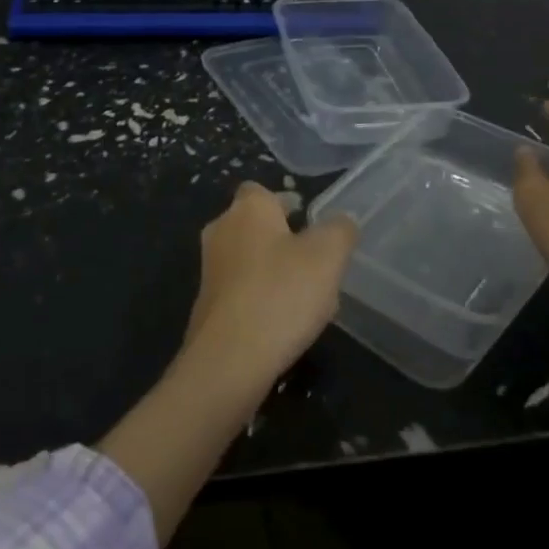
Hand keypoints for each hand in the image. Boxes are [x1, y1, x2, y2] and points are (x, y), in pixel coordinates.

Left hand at [183, 182, 357, 387]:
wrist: (229, 358)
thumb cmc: (281, 293)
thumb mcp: (328, 256)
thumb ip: (340, 231)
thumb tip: (342, 221)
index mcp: (248, 208)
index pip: (262, 191)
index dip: (286, 203)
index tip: (310, 223)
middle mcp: (221, 229)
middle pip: (256, 225)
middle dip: (283, 241)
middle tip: (316, 264)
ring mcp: (209, 268)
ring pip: (249, 260)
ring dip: (274, 273)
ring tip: (308, 300)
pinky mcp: (207, 304)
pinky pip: (240, 291)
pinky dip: (260, 299)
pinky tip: (284, 325)